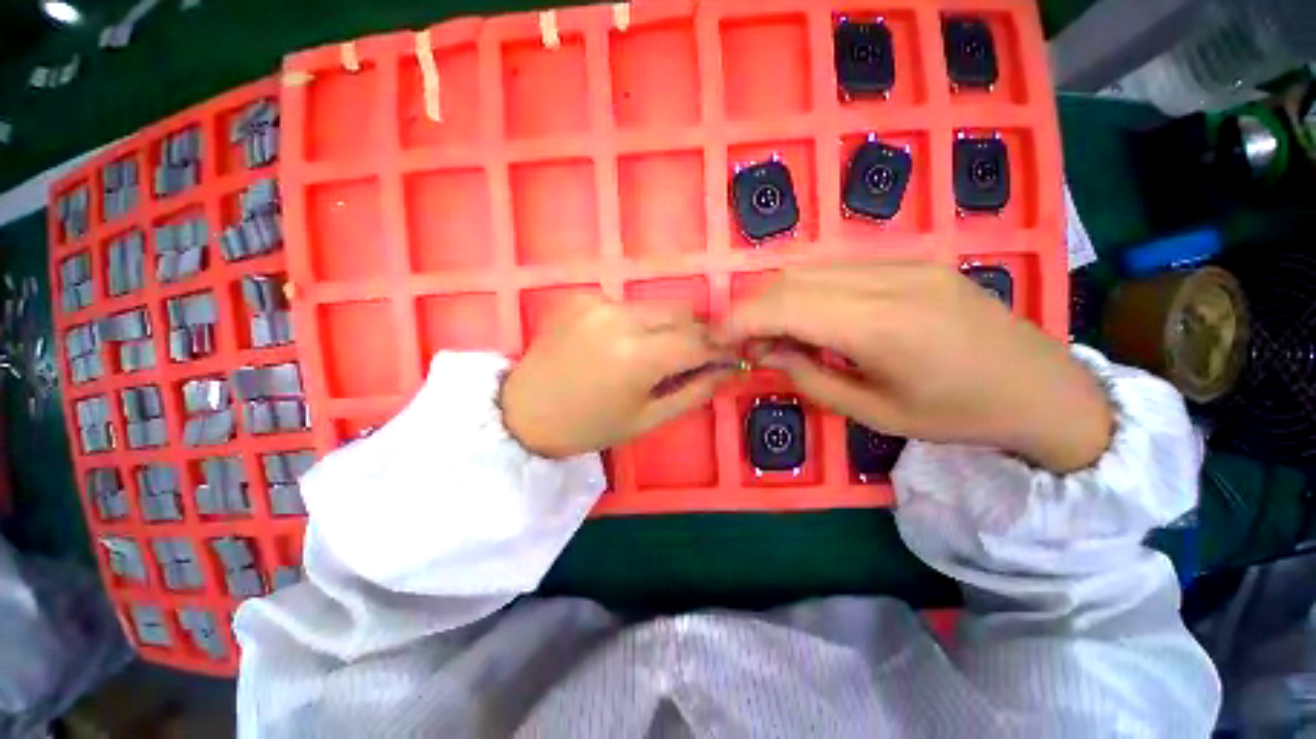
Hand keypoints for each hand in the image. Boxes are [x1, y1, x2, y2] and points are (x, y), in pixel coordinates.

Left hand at [502, 296, 736, 457]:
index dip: (721, 349)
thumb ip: (694, 391)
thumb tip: (728, 370)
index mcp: (638, 356)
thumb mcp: (648, 419)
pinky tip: (621, 343)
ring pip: (657, 306)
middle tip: (695, 356)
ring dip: (668, 326)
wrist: (524, 412)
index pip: (699, 341)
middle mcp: (621, 317)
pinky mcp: (583, 297)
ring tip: (657, 353)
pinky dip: (637, 322)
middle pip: (682, 312)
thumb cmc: (589, 426)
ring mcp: (599, 302)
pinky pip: (628, 305)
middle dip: (698, 333)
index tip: (729, 357)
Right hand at [721, 262, 1112, 472]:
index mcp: (883, 327)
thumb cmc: (958, 414)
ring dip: (776, 298)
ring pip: (810, 267)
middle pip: (792, 278)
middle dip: (752, 308)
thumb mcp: (874, 412)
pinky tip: (809, 318)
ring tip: (773, 333)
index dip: (740, 318)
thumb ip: (809, 377)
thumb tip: (766, 352)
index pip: (787, 305)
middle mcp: (890, 280)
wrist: (1041, 386)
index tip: (715, 337)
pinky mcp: (911, 260)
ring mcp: (903, 263)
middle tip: (743, 342)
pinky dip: (806, 290)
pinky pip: (837, 267)